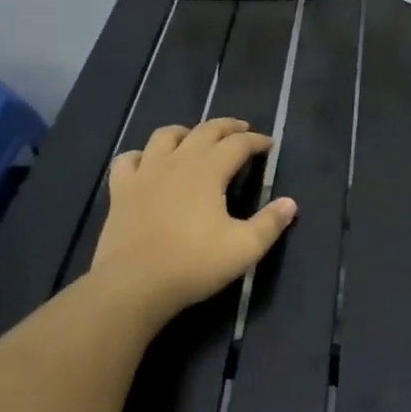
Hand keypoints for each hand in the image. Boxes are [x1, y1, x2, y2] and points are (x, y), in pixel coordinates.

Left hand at [88, 118, 297, 327]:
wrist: (133, 284)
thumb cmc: (193, 264)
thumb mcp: (243, 249)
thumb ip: (269, 223)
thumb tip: (290, 203)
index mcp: (209, 170)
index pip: (238, 143)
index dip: (256, 141)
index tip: (269, 145)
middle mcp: (178, 161)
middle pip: (205, 130)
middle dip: (227, 127)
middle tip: (241, 130)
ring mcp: (145, 172)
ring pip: (165, 136)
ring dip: (185, 132)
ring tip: (195, 139)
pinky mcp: (121, 190)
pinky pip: (128, 159)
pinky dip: (141, 155)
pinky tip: (146, 163)